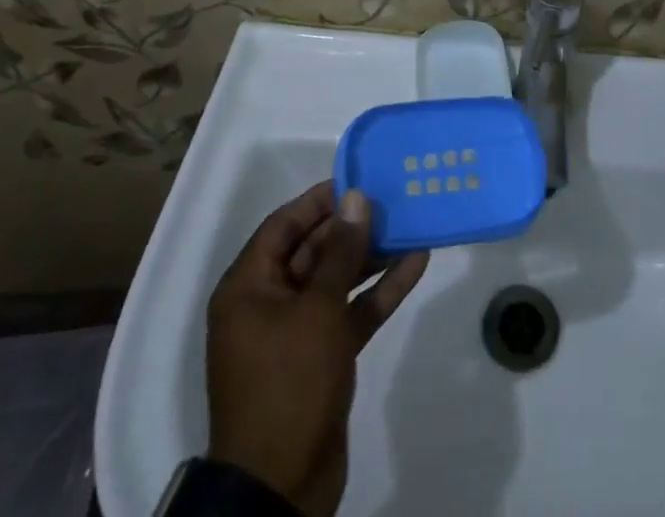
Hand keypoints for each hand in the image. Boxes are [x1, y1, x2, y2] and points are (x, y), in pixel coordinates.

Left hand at [206, 182, 429, 516]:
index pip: (284, 225)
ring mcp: (295, 332)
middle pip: (312, 250)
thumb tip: (356, 198)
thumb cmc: (288, 382)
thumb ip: (341, 251)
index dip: (320, 201)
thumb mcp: (317, 309)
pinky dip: (378, 291)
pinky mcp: (321, 357)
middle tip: (393, 198)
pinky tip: (415, 265)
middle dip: (352, 226)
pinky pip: (350, 311)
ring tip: (411, 225)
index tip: (359, 178)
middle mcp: (268, 303)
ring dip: (371, 256)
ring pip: (336, 280)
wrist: (281, 488)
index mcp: (249, 287)